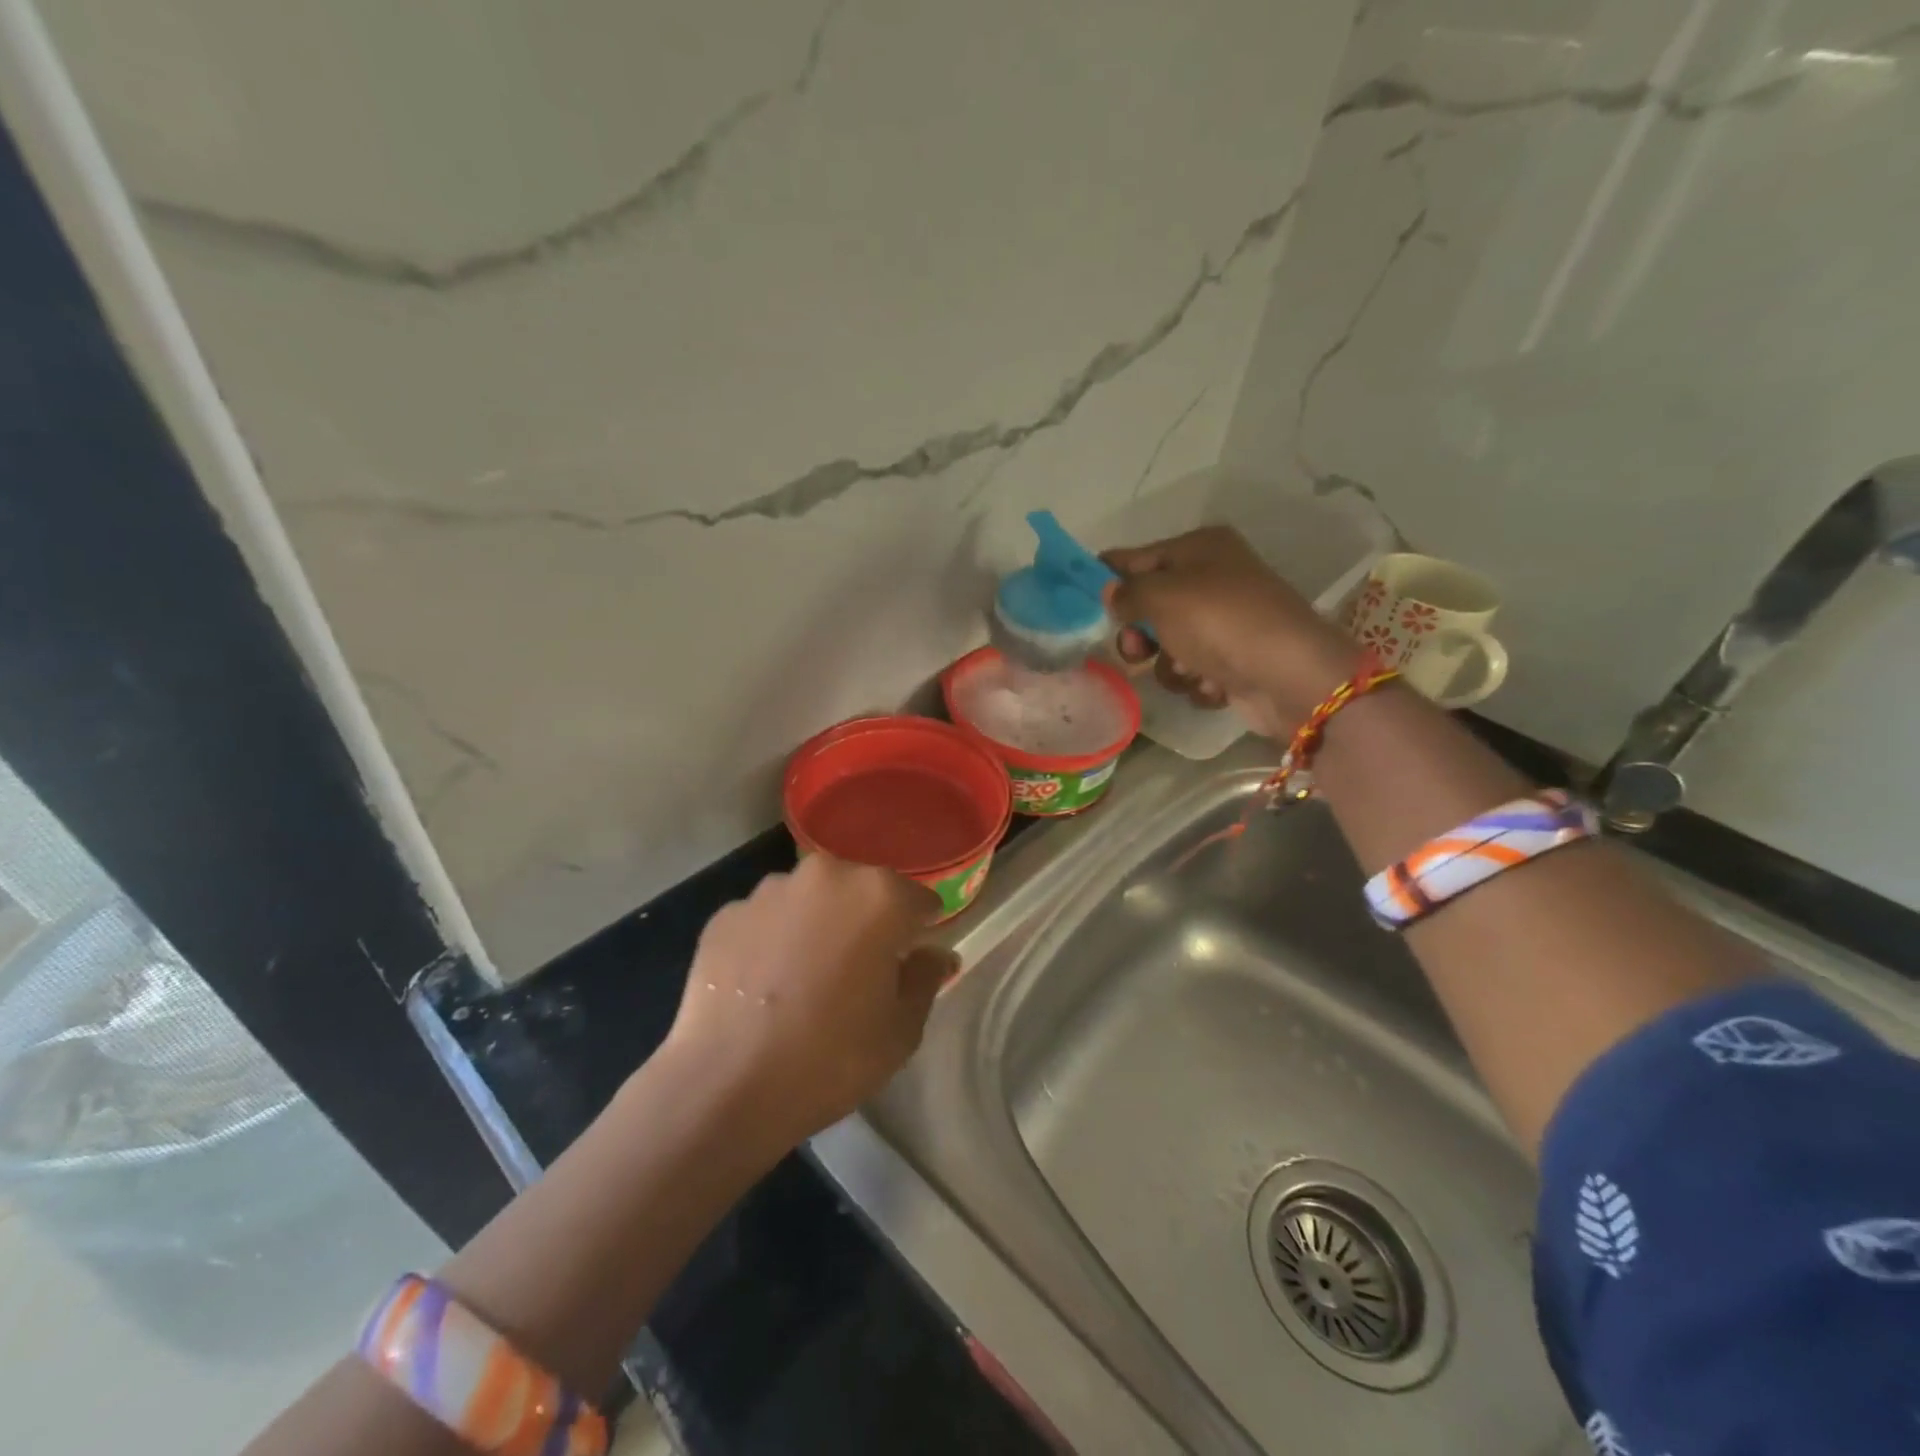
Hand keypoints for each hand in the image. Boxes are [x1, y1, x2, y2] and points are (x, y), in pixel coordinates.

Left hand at [662, 854, 956, 1148]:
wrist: (725, 1086)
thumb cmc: (831, 1058)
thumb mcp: (901, 1030)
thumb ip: (926, 978)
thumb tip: (935, 954)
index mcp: (879, 895)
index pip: (918, 901)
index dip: (917, 933)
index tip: (906, 964)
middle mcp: (826, 876)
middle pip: (861, 891)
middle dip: (865, 922)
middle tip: (855, 974)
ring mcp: (770, 891)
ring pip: (810, 901)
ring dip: (816, 925)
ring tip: (802, 980)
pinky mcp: (726, 914)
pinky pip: (765, 919)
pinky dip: (771, 940)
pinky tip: (762, 985)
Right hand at [1103, 526, 1360, 736]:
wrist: (1289, 676)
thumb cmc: (1220, 622)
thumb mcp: (1162, 596)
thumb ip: (1127, 593)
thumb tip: (1110, 593)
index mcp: (1199, 548)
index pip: (1134, 557)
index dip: (1106, 578)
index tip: (1076, 602)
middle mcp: (1213, 579)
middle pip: (1149, 606)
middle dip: (1139, 634)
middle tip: (1135, 649)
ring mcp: (1225, 623)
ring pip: (1168, 646)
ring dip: (1170, 664)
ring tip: (1190, 670)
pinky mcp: (1234, 662)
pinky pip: (1193, 671)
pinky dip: (1198, 681)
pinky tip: (1216, 685)